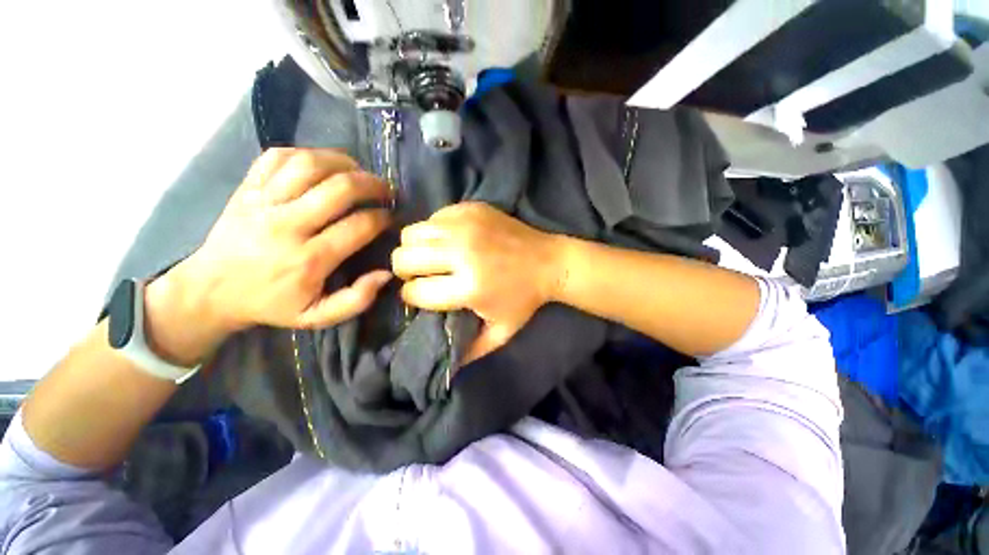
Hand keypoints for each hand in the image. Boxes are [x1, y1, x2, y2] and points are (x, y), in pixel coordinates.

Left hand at [158, 149, 392, 358]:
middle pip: (340, 188)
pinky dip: (307, 154)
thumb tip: (386, 273)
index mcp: (309, 260)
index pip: (359, 225)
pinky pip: (278, 157)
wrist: (211, 291)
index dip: (383, 218)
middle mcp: (286, 225)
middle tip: (386, 191)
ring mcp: (263, 202)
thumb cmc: (271, 304)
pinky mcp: (247, 188)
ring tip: (359, 173)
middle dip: (373, 185)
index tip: (391, 218)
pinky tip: (323, 166)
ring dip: (344, 163)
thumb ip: (357, 300)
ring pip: (310, 165)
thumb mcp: (318, 317)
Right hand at [391, 202, 562, 361]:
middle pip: (403, 258)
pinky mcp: (471, 209)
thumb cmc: (525, 298)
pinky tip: (450, 240)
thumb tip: (447, 365)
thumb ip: (472, 350)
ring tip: (431, 257)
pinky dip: (434, 231)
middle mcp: (463, 253)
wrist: (550, 262)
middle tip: (421, 275)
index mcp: (469, 287)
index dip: (412, 297)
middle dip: (405, 271)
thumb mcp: (501, 331)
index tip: (422, 295)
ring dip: (415, 249)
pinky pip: (433, 217)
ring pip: (412, 234)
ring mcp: (466, 226)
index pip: (415, 292)